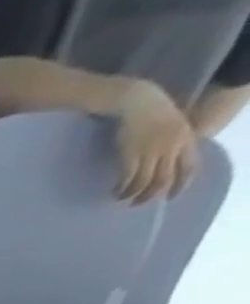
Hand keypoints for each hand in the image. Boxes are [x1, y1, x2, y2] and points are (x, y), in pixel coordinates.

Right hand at [115, 80, 196, 203]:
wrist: (137, 100)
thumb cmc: (152, 112)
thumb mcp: (170, 127)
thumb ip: (171, 143)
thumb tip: (165, 164)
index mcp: (185, 138)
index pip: (189, 166)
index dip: (180, 185)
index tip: (169, 198)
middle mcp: (172, 146)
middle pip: (165, 178)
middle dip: (151, 195)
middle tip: (137, 203)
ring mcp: (151, 150)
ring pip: (146, 181)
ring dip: (133, 194)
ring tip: (122, 198)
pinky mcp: (132, 153)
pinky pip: (129, 177)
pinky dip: (122, 188)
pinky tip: (114, 191)